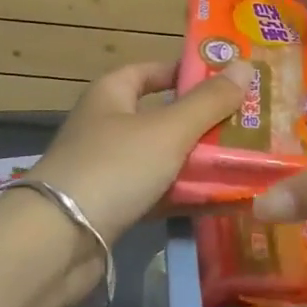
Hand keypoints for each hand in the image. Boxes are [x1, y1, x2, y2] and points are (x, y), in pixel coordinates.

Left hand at [28, 59, 252, 244]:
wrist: (57, 242)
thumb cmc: (113, 167)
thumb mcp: (168, 130)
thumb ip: (208, 102)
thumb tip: (245, 65)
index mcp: (111, 94)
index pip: (152, 71)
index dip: (187, 73)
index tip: (228, 81)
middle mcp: (107, 125)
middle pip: (161, 116)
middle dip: (203, 122)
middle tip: (250, 125)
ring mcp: (108, 169)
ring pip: (162, 158)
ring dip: (198, 162)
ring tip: (246, 162)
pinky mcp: (112, 208)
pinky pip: (157, 193)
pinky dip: (184, 196)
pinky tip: (221, 201)